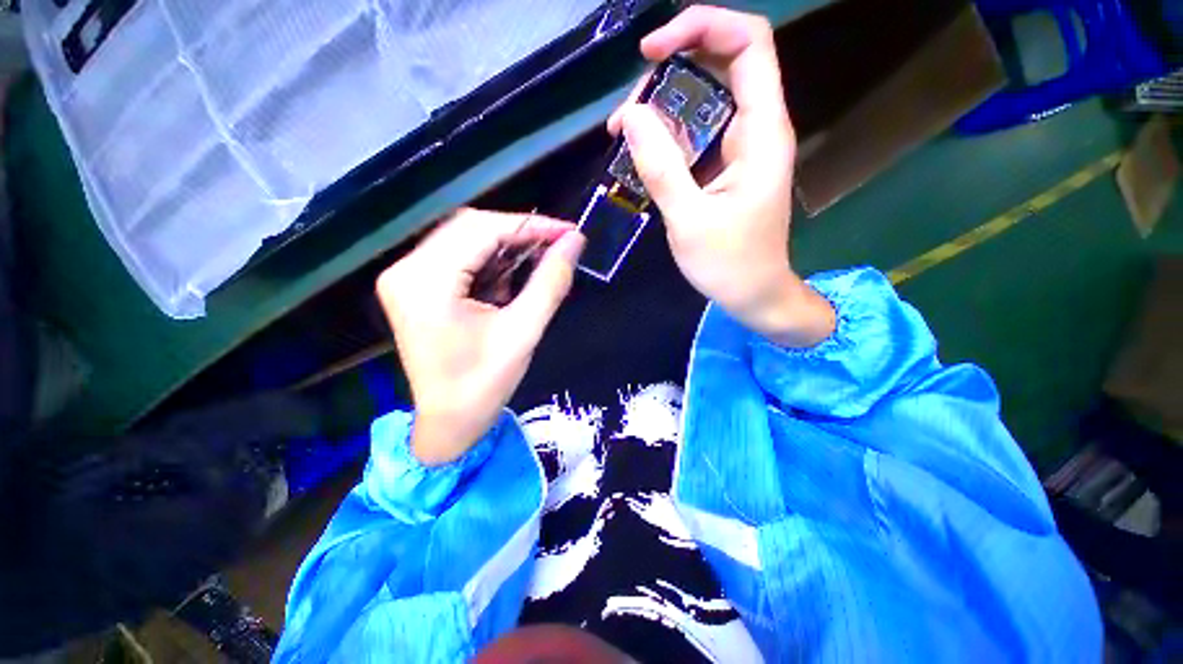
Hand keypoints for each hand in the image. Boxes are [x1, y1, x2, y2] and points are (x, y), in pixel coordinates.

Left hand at [376, 209, 584, 465]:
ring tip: (538, 263)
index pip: (481, 230)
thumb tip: (574, 242)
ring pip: (464, 239)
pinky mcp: (415, 287)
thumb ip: (550, 282)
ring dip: (505, 248)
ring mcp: (406, 277)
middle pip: (469, 228)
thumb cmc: (484, 385)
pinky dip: (490, 262)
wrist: (448, 424)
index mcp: (425, 282)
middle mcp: (407, 270)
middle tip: (557, 245)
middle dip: (518, 234)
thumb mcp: (523, 332)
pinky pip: (457, 257)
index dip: (529, 226)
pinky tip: (510, 280)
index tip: (568, 232)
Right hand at [607, 6, 833, 346]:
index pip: (748, 43)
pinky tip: (641, 152)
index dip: (702, 26)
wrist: (753, 293)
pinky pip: (696, 131)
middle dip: (669, 72)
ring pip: (703, 98)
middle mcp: (756, 129)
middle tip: (627, 113)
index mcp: (761, 133)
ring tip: (623, 133)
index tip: (652, 52)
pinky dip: (666, 133)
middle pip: (719, 63)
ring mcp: (741, 147)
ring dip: (661, 105)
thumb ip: (661, 167)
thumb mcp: (688, 220)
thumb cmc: (729, 264)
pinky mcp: (726, 166)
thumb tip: (630, 115)